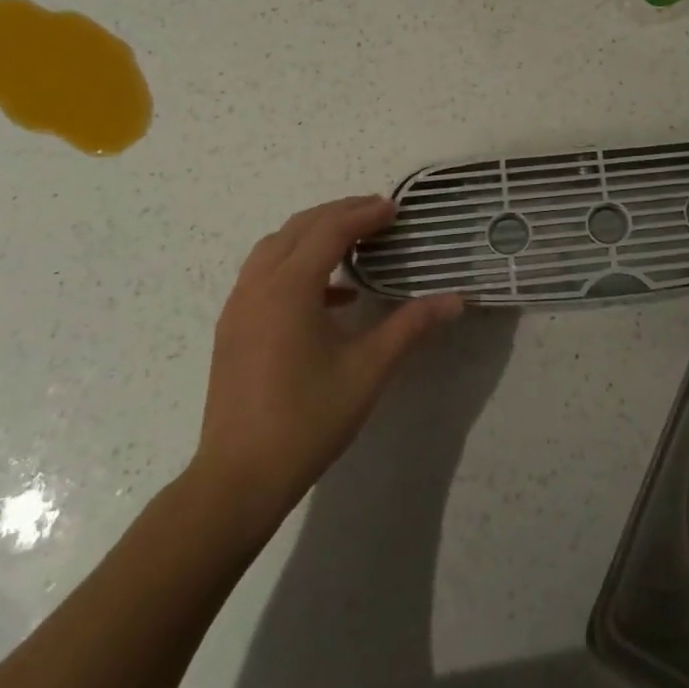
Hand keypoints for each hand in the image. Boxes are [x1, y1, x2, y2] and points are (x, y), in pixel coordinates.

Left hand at [192, 195, 463, 512]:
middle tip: (378, 215)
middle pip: (299, 228)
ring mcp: (239, 306)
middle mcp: (258, 285)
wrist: (239, 478)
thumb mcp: (369, 369)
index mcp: (290, 288)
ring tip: (354, 243)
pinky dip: (296, 266)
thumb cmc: (308, 419)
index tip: (396, 209)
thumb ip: (412, 326)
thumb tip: (456, 300)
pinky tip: (332, 297)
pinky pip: (264, 275)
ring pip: (275, 247)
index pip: (330, 230)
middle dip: (339, 213)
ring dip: (314, 235)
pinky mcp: (232, 328)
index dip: (364, 214)